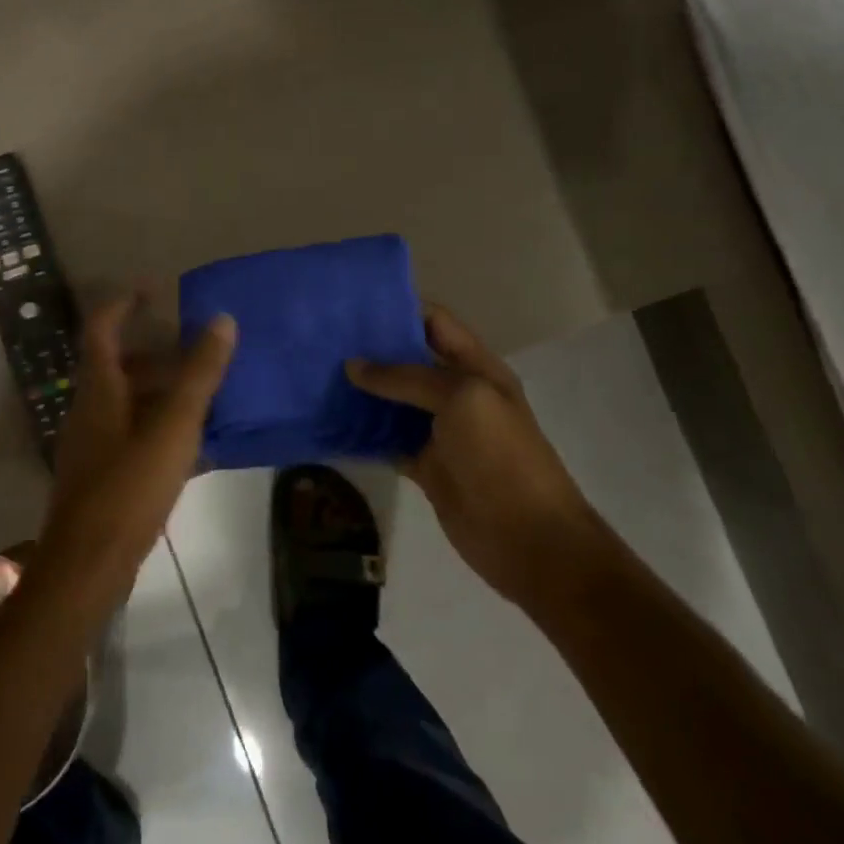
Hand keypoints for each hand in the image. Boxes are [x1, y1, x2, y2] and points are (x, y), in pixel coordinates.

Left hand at [39, 292, 236, 599]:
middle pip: (117, 366)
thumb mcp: (173, 426)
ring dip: (160, 391)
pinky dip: (159, 426)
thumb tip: (222, 320)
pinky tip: (192, 446)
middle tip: (195, 348)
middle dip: (154, 352)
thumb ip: (199, 374)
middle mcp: (89, 410)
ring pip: (126, 401)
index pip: (102, 328)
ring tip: (203, 394)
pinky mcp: (101, 475)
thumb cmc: (129, 487)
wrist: (87, 565)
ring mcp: (92, 445)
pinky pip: (131, 434)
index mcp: (99, 389)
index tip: (154, 289)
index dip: (124, 303)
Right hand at [345, 303, 602, 608]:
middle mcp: (456, 393)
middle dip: (370, 348)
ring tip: (315, 374)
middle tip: (321, 338)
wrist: (529, 540)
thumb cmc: (501, 458)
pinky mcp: (424, 465)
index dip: (399, 308)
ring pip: (393, 401)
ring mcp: (440, 431)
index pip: (435, 322)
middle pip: (408, 359)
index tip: (351, 303)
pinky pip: (386, 440)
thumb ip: (407, 378)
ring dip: (361, 390)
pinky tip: (329, 422)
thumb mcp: (461, 400)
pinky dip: (361, 432)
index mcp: (476, 367)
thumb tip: (353, 365)